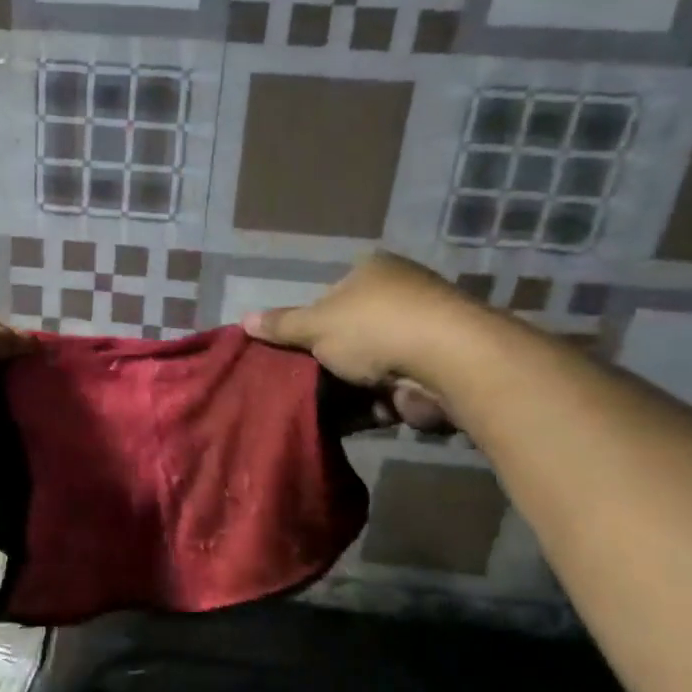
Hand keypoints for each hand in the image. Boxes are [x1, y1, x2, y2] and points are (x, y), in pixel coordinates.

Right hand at [241, 252, 472, 430]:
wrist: (448, 363)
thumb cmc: (374, 328)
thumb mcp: (316, 325)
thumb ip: (282, 326)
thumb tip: (244, 320)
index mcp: (373, 270)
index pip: (332, 294)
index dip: (311, 322)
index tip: (296, 350)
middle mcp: (401, 294)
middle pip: (351, 331)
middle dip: (329, 359)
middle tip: (300, 382)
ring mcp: (422, 332)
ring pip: (369, 364)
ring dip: (349, 387)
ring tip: (317, 407)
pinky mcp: (434, 370)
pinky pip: (390, 389)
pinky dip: (371, 406)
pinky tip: (347, 420)